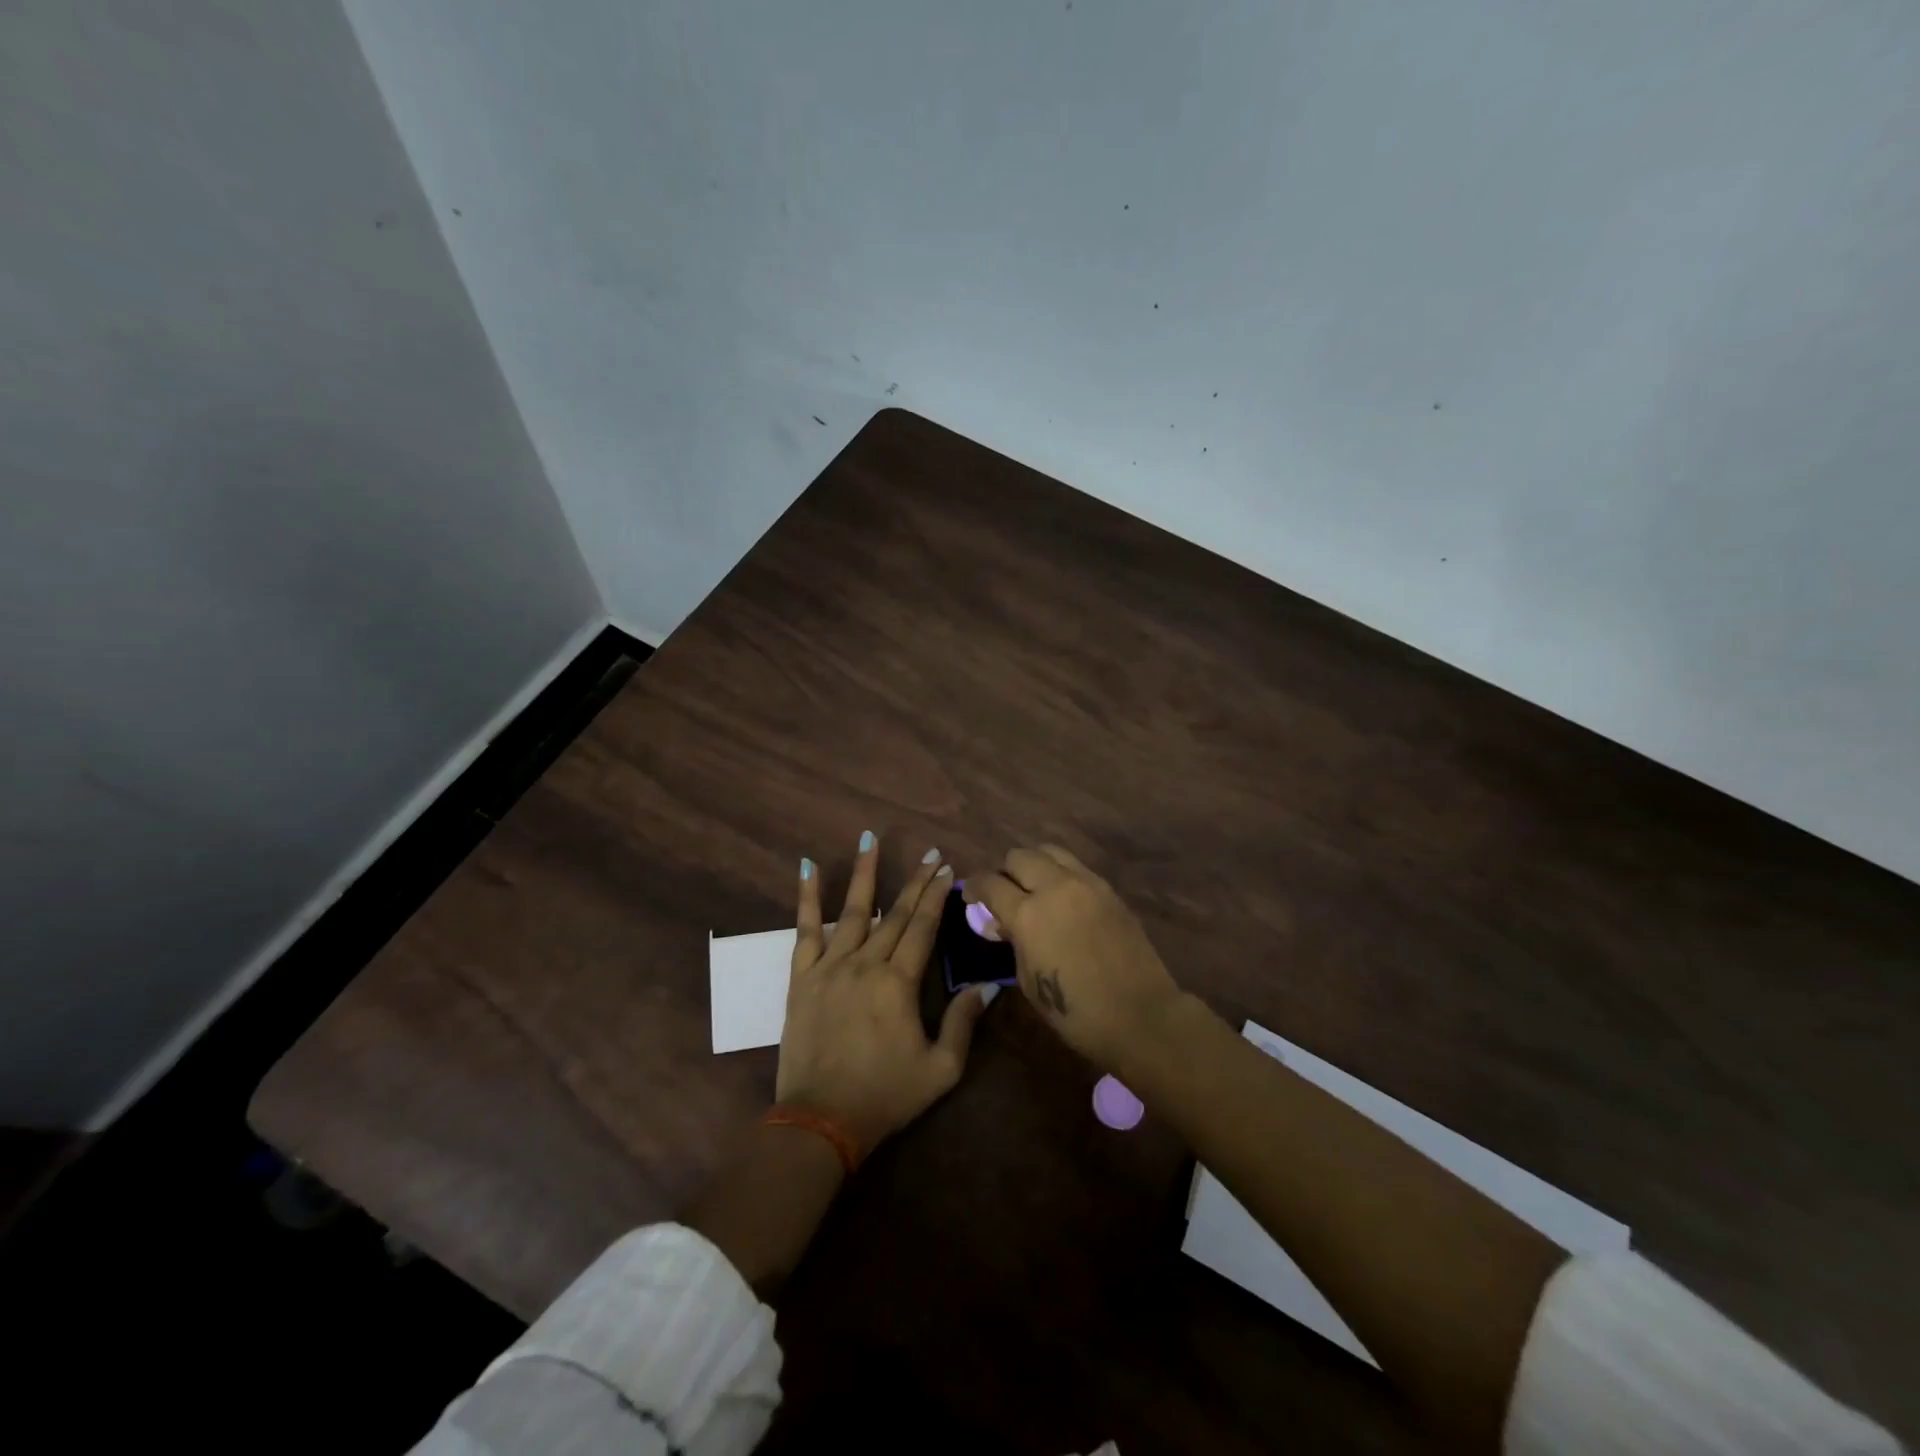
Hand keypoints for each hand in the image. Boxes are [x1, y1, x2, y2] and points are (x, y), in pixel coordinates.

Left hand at [776, 834, 992, 1157]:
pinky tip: (807, 868)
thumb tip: (988, 986)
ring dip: (863, 873)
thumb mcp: (940, 1069)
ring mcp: (830, 967)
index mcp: (898, 983)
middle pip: (895, 913)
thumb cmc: (885, 1096)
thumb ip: (963, 1023)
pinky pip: (804, 930)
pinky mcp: (802, 978)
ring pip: (852, 910)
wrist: (820, 1121)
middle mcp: (865, 964)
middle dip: (914, 881)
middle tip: (928, 854)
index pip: (923, 927)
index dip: (937, 896)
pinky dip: (806, 898)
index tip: (947, 870)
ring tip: (870, 838)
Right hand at [965, 844, 1181, 1072]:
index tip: (971, 896)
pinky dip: (1061, 874)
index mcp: (1028, 914)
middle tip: (1005, 894)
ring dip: (1035, 865)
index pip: (991, 883)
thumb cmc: (1076, 1011)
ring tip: (1034, 889)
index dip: (974, 887)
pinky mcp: (1109, 889)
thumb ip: (1014, 942)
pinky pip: (1076, 867)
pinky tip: (1063, 899)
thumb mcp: (1029, 981)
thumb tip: (1005, 924)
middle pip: (1019, 856)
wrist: (1140, 1014)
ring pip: (1050, 851)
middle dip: (1005, 872)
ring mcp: (1086, 883)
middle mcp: (1055, 887)